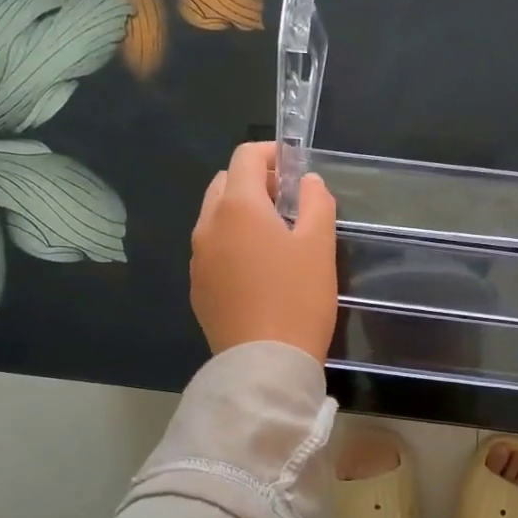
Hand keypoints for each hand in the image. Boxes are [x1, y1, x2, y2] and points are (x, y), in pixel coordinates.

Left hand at [190, 141, 338, 362]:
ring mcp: (197, 258)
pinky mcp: (197, 288)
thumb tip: (307, 182)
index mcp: (237, 206)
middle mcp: (208, 225)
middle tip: (287, 204)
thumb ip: (316, 203)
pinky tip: (256, 271)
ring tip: (274, 239)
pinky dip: (231, 244)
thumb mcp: (320, 246)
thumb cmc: (299, 298)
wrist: (265, 363)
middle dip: (254, 183)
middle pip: (224, 184)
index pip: (245, 157)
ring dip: (240, 214)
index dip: (271, 154)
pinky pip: (212, 250)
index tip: (294, 169)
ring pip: (215, 218)